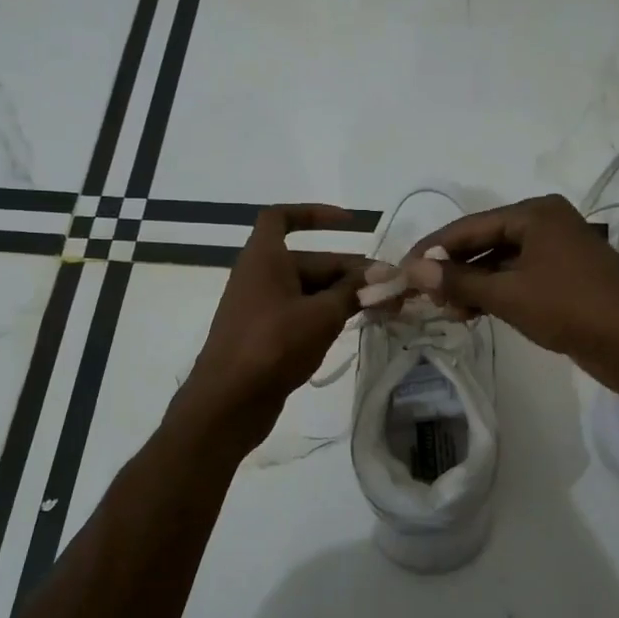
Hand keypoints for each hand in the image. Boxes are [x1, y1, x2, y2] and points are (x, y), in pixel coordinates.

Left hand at [181, 205, 368, 448]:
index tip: (350, 224)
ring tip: (383, 309)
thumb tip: (382, 275)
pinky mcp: (266, 337)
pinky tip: (355, 328)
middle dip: (350, 272)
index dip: (315, 214)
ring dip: (344, 297)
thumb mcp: (321, 314)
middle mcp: (260, 277)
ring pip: (309, 291)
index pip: (282, 218)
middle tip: (390, 288)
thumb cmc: (272, 345)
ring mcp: (261, 309)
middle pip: (310, 262)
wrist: (228, 402)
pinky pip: (301, 315)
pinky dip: (327, 317)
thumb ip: (354, 292)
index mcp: (264, 259)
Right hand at [404, 194, 618, 397]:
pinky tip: (471, 314)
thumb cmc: (573, 309)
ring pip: (499, 263)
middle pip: (483, 242)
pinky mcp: (564, 279)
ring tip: (443, 311)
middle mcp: (545, 224)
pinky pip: (517, 279)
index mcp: (535, 213)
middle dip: (451, 269)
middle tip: (420, 295)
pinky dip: (493, 294)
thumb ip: (459, 281)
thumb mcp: (509, 295)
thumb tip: (413, 270)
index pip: (468, 226)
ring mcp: (557, 252)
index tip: (400, 271)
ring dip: (471, 286)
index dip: (432, 249)